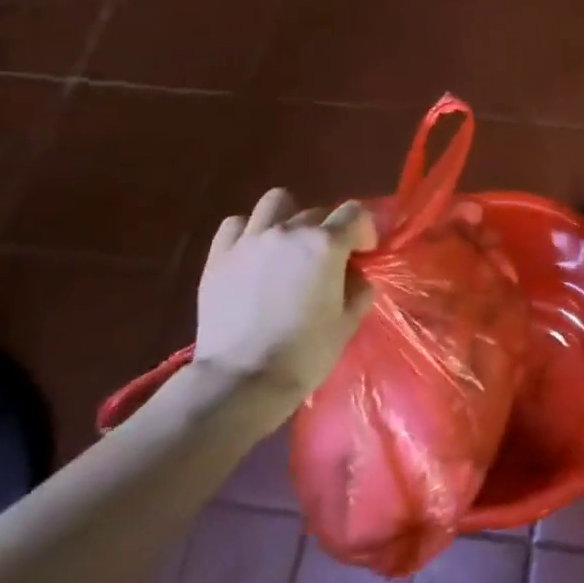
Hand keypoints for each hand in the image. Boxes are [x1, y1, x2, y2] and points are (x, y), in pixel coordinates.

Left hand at [195, 189, 378, 398]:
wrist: (242, 380)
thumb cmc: (304, 353)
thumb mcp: (348, 323)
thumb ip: (359, 290)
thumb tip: (355, 276)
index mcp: (326, 244)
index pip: (355, 213)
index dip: (364, 231)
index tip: (362, 255)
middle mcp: (289, 231)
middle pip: (318, 212)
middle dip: (328, 232)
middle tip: (326, 262)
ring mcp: (251, 240)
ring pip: (276, 203)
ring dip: (289, 218)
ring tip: (288, 246)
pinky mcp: (219, 256)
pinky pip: (236, 224)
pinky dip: (249, 232)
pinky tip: (254, 255)